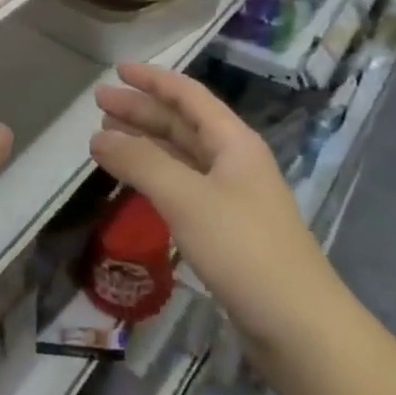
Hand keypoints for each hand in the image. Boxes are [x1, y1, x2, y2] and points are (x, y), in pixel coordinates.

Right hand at [91, 63, 338, 348]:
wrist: (297, 324)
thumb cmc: (243, 248)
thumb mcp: (186, 198)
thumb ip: (140, 162)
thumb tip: (98, 137)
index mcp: (233, 141)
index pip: (188, 96)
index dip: (152, 80)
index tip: (117, 70)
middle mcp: (234, 161)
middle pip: (182, 124)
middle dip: (142, 110)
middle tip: (100, 104)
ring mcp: (232, 196)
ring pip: (181, 156)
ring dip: (146, 143)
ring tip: (106, 138)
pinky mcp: (226, 229)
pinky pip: (183, 187)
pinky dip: (155, 177)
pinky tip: (135, 182)